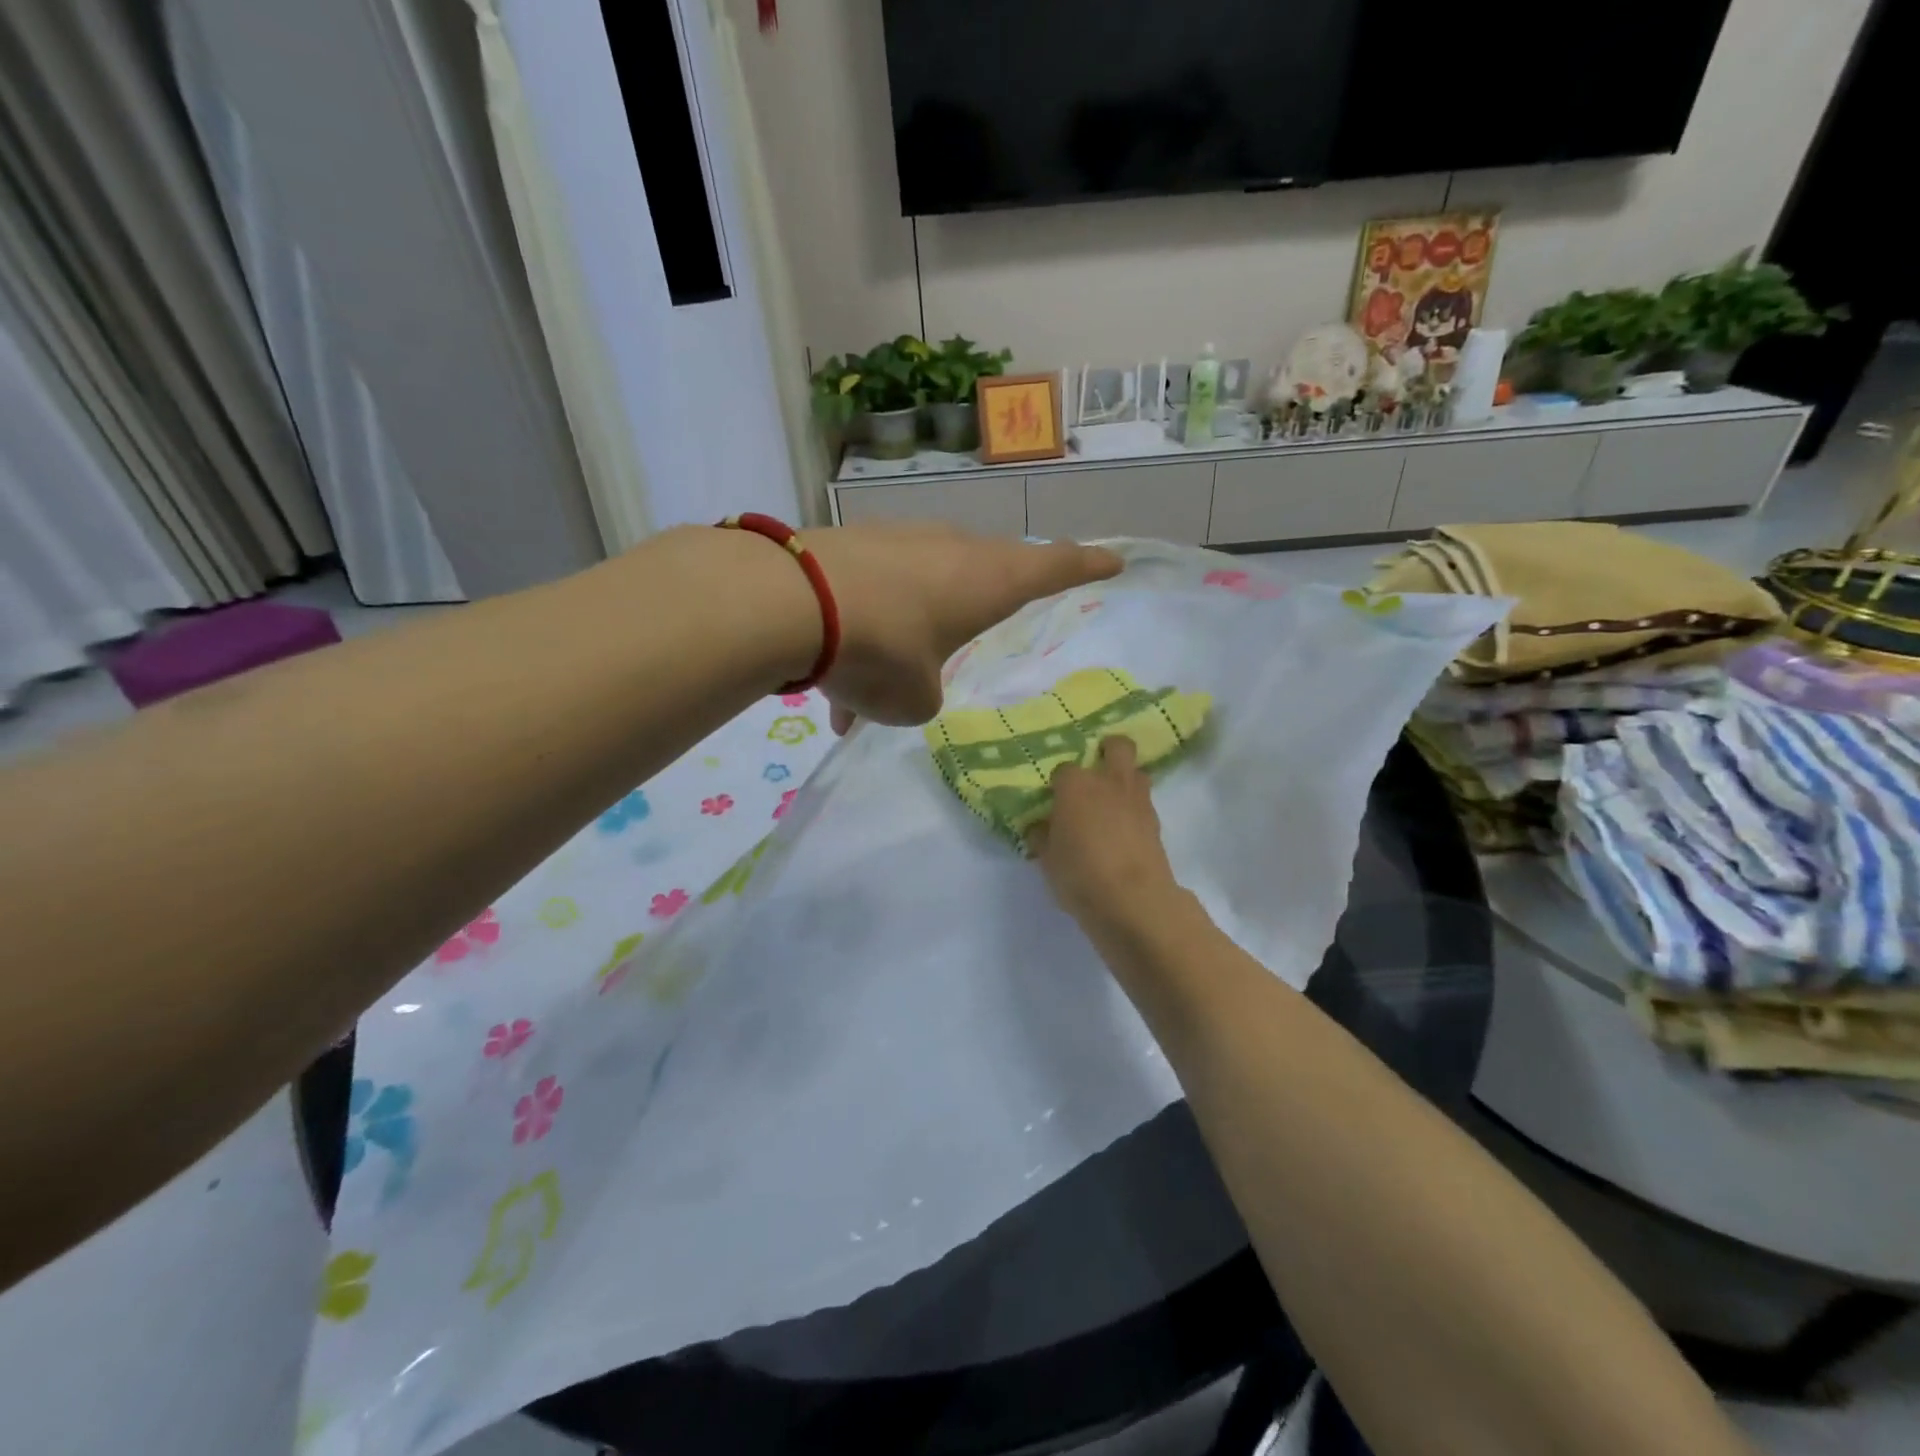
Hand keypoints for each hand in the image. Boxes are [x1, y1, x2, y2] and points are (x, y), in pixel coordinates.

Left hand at [805, 523, 1120, 729]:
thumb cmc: (883, 652)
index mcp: (988, 581)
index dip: (1086, 567)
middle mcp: (949, 550)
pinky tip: (829, 680)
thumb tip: (904, 680)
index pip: (1054, 569)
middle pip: (982, 573)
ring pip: (917, 591)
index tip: (1114, 561)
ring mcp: (897, 541)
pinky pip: (870, 596)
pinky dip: (860, 635)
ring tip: (868, 688)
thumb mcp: (915, 698)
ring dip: (902, 636)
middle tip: (977, 623)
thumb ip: (923, 692)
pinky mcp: (851, 544)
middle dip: (981, 602)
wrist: (792, 603)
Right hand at [1029, 735, 1181, 932]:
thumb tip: (1041, 827)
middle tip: (1097, 768)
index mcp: (1075, 786)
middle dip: (1108, 750)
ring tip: (1112, 799)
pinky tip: (1124, 827)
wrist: (1132, 899)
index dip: (1059, 782)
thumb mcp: (1048, 860)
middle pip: (1117, 746)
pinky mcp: (1156, 822)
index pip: (1064, 769)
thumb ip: (1043, 837)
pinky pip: (1144, 802)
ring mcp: (1137, 800)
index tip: (1055, 798)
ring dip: (1126, 778)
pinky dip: (1135, 808)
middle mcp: (1108, 782)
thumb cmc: (1080, 874)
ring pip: (1137, 771)